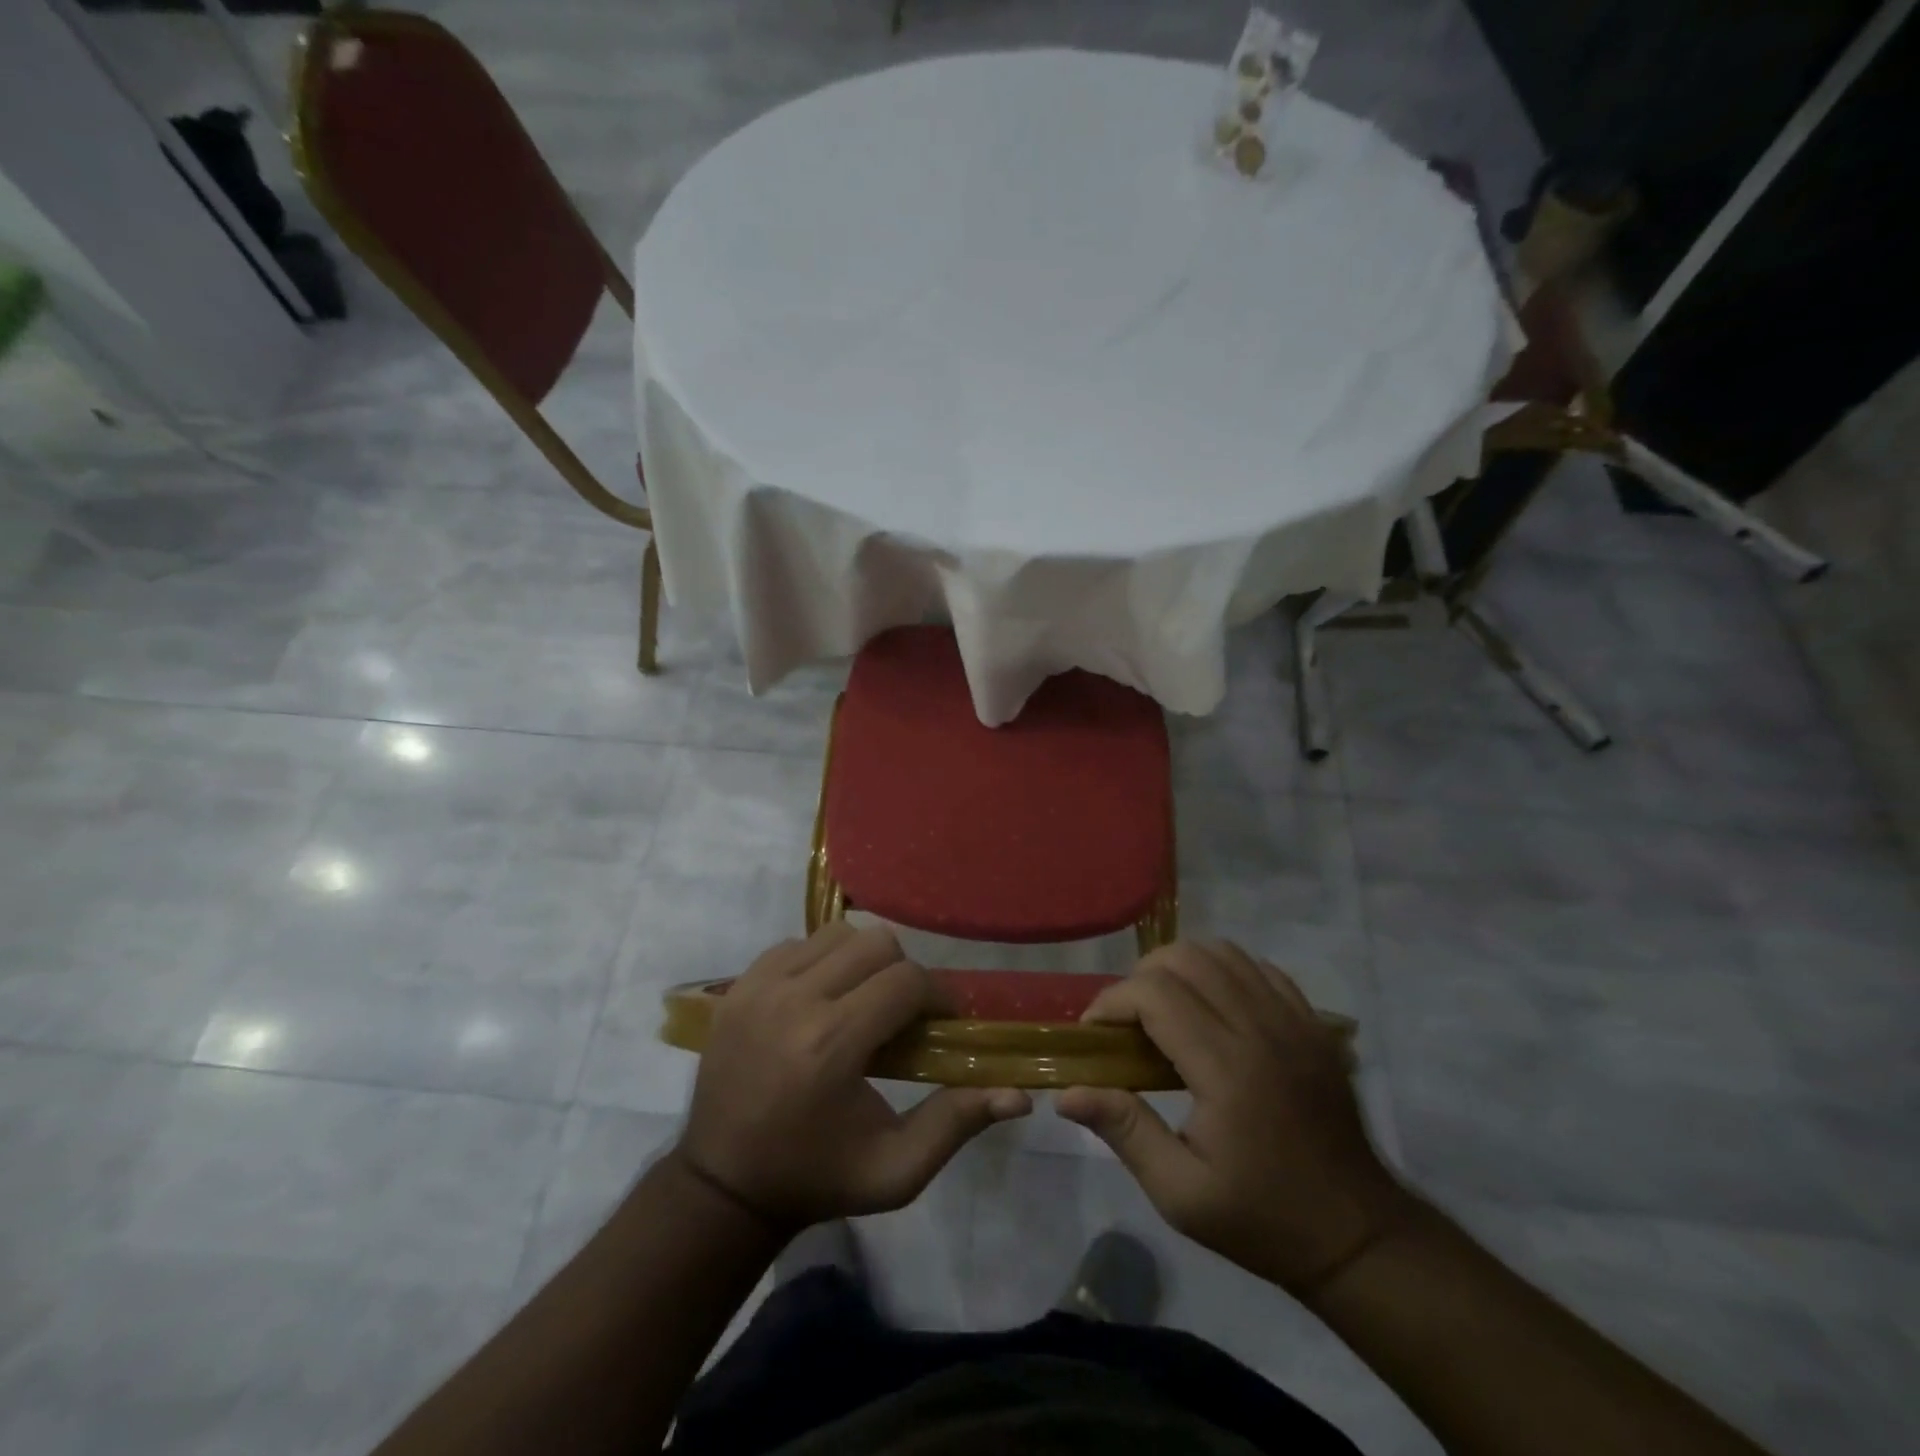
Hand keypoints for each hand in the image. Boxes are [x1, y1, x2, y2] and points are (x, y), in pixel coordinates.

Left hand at [676, 923, 1030, 1230]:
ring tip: (861, 1002)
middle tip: (901, 1013)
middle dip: (902, 973)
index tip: (940, 1023)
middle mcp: (793, 1001)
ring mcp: (758, 987)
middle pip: (876, 943)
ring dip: (861, 961)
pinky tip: (821, 999)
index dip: (937, 996)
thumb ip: (957, 1123)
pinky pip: (797, 943)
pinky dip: (820, 961)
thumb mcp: (896, 1171)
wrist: (723, 1185)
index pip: (906, 981)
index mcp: (831, 1044)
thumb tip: (1020, 1094)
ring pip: (837, 934)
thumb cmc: (818, 1177)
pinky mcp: (737, 985)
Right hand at [1058, 941, 1412, 1296]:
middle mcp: (1261, 1029)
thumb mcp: (1181, 1194)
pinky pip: (1260, 968)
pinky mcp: (1313, 1024)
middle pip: (1186, 958)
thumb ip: (1125, 1130)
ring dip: (1181, 968)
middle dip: (1141, 978)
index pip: (1156, 994)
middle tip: (1127, 1022)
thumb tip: (1066, 1092)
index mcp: (1227, 1069)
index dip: (1112, 1001)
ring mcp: (1294, 1020)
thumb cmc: (1261, 1219)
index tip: (1094, 1033)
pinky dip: (1224, 972)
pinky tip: (1213, 1007)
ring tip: (1165, 1009)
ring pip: (1223, 953)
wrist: (1357, 1236)